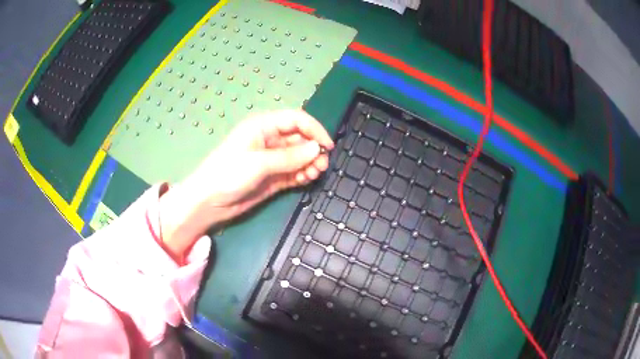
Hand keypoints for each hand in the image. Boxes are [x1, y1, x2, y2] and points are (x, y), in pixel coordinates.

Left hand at [159, 110, 333, 260]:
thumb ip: (289, 156)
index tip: (327, 146)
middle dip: (313, 150)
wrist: (209, 202)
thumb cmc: (228, 174)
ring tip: (314, 174)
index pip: (296, 120)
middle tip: (321, 165)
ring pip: (300, 156)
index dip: (314, 129)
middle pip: (300, 139)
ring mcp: (272, 159)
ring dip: (310, 163)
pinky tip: (306, 179)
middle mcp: (270, 139)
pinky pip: (294, 171)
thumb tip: (317, 149)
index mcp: (263, 126)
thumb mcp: (258, 162)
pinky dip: (303, 174)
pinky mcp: (273, 177)